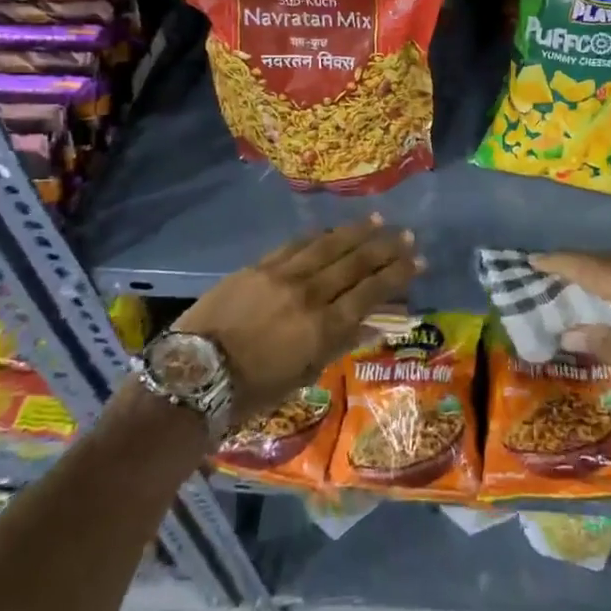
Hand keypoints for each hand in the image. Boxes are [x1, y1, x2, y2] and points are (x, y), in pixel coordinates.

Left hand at [177, 216, 421, 421]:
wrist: (192, 376)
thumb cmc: (252, 390)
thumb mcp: (303, 375)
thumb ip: (339, 343)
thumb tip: (374, 323)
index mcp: (324, 327)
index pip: (371, 291)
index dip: (398, 274)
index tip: (418, 261)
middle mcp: (310, 294)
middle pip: (356, 263)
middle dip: (386, 248)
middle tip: (408, 235)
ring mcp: (283, 275)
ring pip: (329, 245)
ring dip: (357, 232)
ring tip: (379, 220)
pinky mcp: (259, 266)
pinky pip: (296, 244)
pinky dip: (319, 235)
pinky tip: (332, 229)